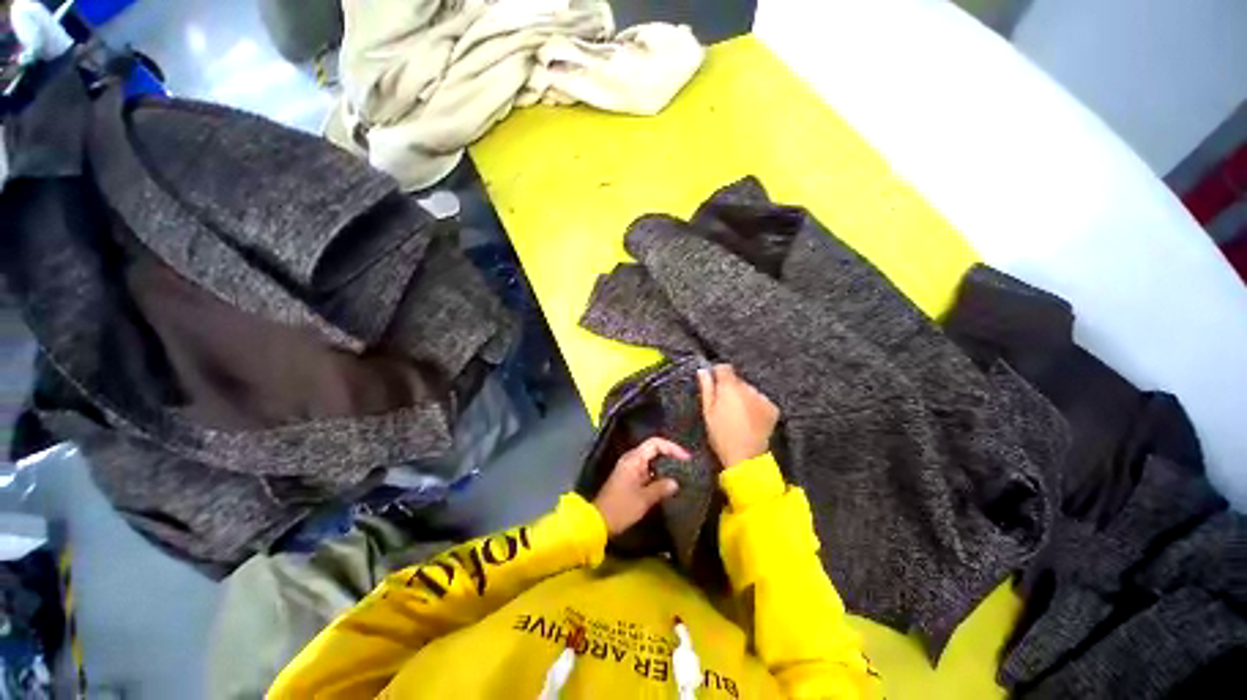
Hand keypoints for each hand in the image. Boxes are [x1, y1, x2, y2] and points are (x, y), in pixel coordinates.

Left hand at [593, 437, 688, 535]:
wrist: (599, 521)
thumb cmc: (621, 508)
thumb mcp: (644, 499)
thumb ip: (661, 488)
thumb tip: (675, 482)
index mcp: (633, 459)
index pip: (655, 443)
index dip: (672, 447)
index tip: (686, 457)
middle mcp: (631, 460)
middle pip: (654, 450)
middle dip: (670, 455)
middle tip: (686, 465)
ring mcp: (630, 469)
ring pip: (651, 461)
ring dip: (665, 466)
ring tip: (681, 474)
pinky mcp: (630, 479)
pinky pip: (647, 471)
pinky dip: (658, 475)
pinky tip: (668, 484)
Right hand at [698, 364, 778, 467]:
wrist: (745, 457)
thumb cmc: (721, 434)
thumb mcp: (708, 411)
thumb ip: (706, 388)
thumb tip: (703, 371)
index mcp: (730, 387)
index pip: (724, 367)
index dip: (718, 373)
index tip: (714, 382)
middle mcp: (748, 388)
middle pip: (737, 380)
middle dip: (731, 388)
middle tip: (725, 404)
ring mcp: (762, 398)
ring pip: (749, 390)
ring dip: (744, 396)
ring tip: (738, 414)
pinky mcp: (772, 408)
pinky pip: (760, 400)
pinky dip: (755, 405)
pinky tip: (749, 418)